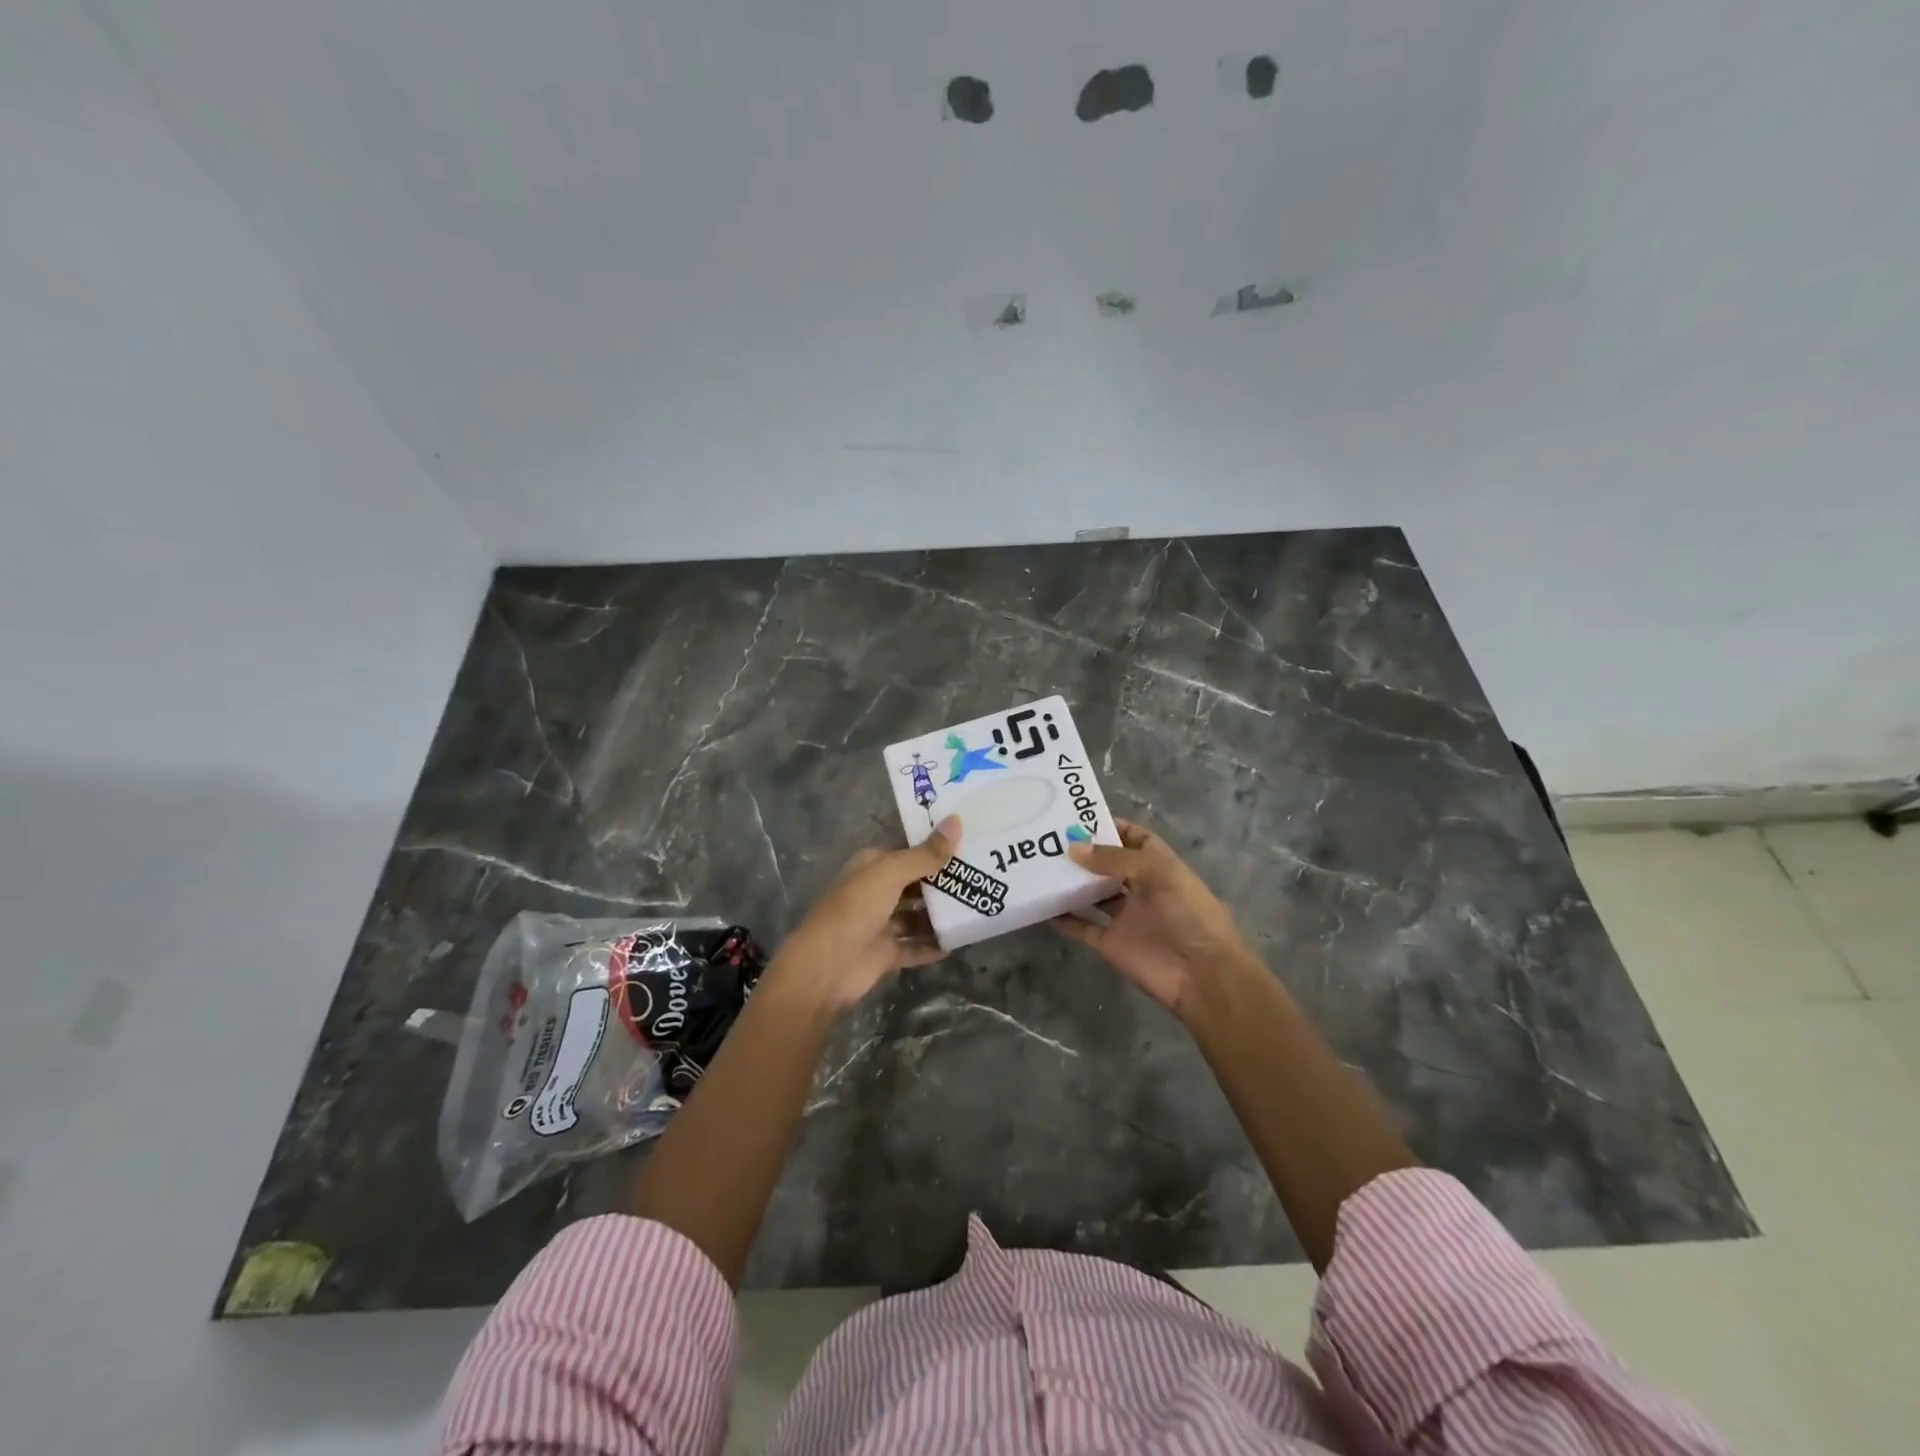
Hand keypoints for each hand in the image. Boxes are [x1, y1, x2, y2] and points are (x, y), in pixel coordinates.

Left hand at [767, 816, 960, 1010]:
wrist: (827, 966)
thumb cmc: (856, 908)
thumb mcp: (891, 872)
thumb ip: (926, 853)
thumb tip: (956, 821)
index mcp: (873, 865)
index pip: (909, 850)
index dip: (935, 846)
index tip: (970, 842)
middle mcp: (876, 891)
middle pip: (916, 883)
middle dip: (944, 881)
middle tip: (983, 875)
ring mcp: (880, 924)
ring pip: (917, 915)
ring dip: (941, 914)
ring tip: (978, 907)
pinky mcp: (886, 953)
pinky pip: (915, 946)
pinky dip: (933, 945)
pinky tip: (959, 941)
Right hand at [1054, 819, 1254, 1019]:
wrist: (1202, 975)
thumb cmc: (1188, 914)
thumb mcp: (1157, 874)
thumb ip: (1114, 859)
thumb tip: (1073, 848)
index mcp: (1159, 866)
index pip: (1135, 839)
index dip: (1112, 827)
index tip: (1078, 820)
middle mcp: (1141, 888)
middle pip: (1108, 865)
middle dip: (1084, 853)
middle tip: (1049, 840)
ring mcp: (1125, 917)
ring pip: (1092, 895)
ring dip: (1071, 883)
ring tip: (1040, 867)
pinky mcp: (1111, 943)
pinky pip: (1083, 927)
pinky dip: (1064, 919)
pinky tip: (1042, 907)